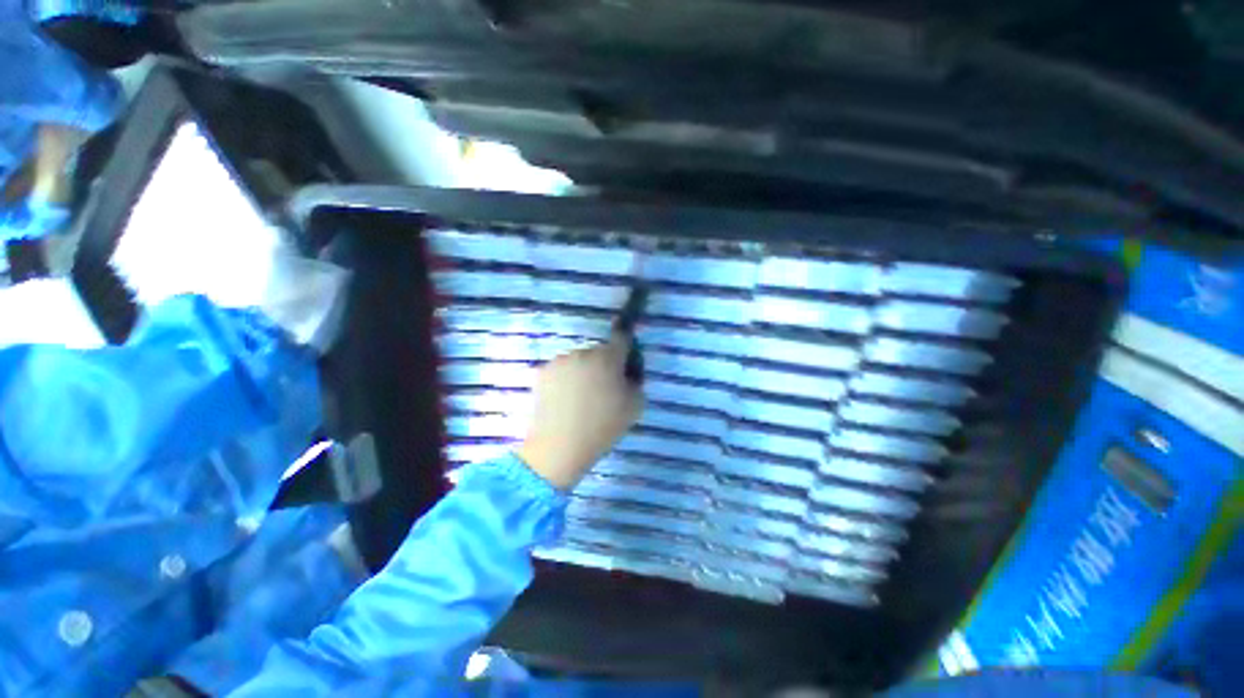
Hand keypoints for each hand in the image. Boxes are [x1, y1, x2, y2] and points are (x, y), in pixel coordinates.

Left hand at [516, 333, 643, 489]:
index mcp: (608, 357)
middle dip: (604, 365)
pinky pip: (561, 371)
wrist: (559, 446)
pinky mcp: (542, 372)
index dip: (626, 339)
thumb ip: (636, 381)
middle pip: (599, 352)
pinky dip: (565, 380)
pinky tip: (565, 401)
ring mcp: (559, 361)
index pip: (621, 337)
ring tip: (580, 399)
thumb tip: (626, 373)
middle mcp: (583, 352)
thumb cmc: (603, 426)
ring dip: (583, 372)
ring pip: (578, 361)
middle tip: (603, 389)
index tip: (625, 347)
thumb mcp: (636, 406)